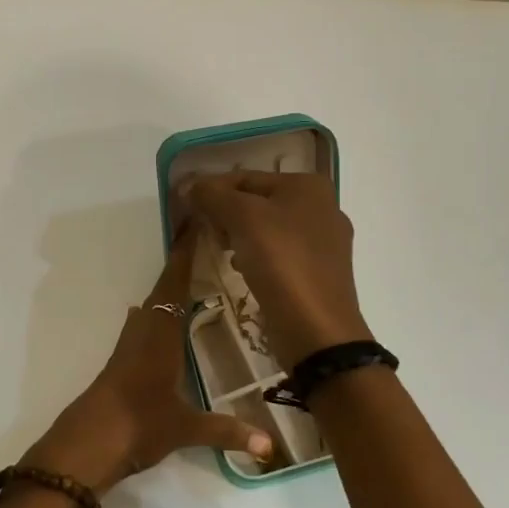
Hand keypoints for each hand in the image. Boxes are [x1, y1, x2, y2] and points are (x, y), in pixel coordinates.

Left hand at [21, 225, 273, 494]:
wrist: (87, 444)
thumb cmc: (138, 424)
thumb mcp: (185, 428)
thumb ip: (227, 431)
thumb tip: (270, 446)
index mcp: (161, 334)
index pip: (175, 284)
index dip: (185, 255)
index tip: (194, 223)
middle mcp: (144, 331)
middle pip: (163, 288)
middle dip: (182, 266)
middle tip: (206, 245)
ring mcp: (129, 345)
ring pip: (151, 305)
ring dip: (169, 288)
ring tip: (195, 278)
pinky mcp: (121, 361)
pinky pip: (145, 323)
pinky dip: (160, 311)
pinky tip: (169, 320)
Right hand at [183, 171, 370, 364]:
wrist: (316, 330)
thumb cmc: (281, 262)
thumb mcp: (242, 218)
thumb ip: (213, 195)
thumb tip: (189, 185)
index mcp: (308, 186)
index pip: (246, 177)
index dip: (211, 188)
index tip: (184, 204)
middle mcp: (322, 207)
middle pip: (258, 201)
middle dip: (226, 214)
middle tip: (202, 231)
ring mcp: (324, 243)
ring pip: (268, 229)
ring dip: (239, 236)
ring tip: (220, 251)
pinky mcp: (319, 273)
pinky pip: (279, 255)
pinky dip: (257, 257)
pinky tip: (243, 271)